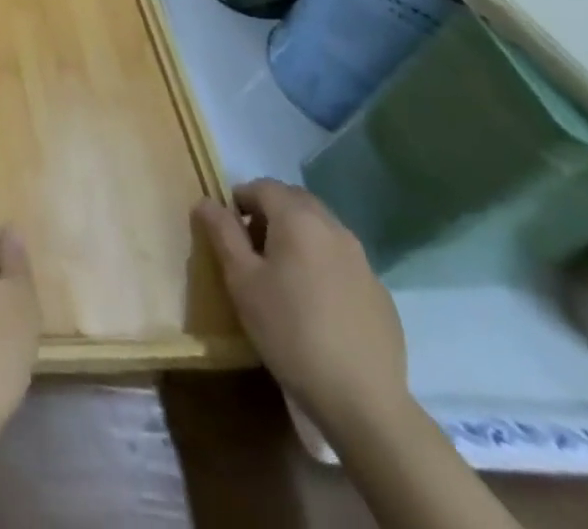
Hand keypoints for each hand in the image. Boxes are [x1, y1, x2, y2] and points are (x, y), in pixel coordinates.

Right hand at [195, 179, 409, 437]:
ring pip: (321, 229)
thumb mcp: (241, 279)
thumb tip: (207, 201)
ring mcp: (363, 262)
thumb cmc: (289, 331)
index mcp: (299, 219)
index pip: (262, 186)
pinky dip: (322, 264)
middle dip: (270, 212)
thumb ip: (222, 232)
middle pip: (295, 201)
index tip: (228, 230)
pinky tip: (316, 304)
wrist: (362, 401)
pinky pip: (343, 261)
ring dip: (298, 236)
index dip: (239, 199)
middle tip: (252, 248)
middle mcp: (335, 229)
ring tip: (283, 275)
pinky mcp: (380, 294)